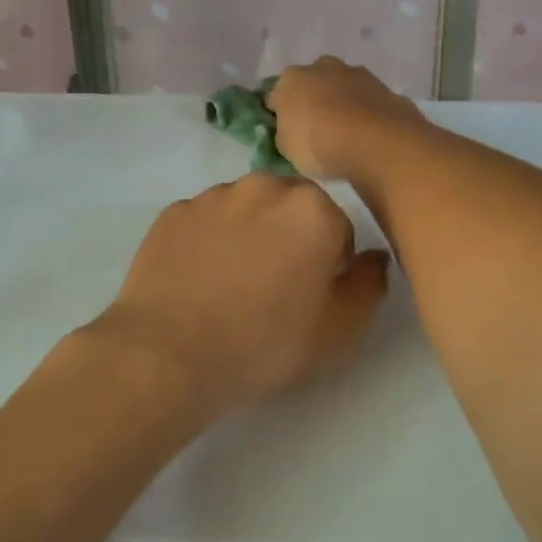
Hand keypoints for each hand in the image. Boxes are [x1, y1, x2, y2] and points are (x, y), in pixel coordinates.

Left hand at [93, 174, 390, 417]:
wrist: (167, 354)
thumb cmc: (265, 344)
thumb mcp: (339, 329)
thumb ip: (369, 284)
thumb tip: (373, 256)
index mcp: (313, 209)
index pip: (338, 229)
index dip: (330, 265)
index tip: (311, 297)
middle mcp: (265, 186)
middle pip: (292, 208)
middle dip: (291, 237)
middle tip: (274, 287)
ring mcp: (214, 195)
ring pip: (247, 209)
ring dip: (250, 233)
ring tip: (232, 284)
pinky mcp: (174, 211)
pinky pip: (206, 220)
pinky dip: (210, 240)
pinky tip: (199, 280)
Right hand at [267, 58, 426, 182]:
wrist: (374, 139)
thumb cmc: (318, 144)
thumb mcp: (287, 149)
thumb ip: (284, 134)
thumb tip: (288, 130)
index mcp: (289, 80)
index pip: (275, 95)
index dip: (278, 114)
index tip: (285, 132)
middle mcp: (319, 67)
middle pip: (309, 83)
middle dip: (311, 100)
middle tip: (315, 129)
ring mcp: (352, 72)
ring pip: (339, 85)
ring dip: (339, 101)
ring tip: (345, 130)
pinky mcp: (380, 84)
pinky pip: (363, 97)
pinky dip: (362, 108)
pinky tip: (366, 129)